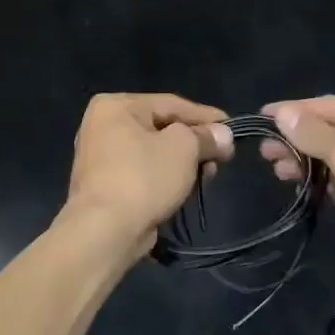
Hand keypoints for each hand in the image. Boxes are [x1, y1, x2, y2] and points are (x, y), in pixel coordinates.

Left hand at [65, 94, 233, 262]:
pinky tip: (187, 189)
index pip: (171, 103)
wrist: (105, 231)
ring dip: (184, 163)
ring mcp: (101, 158)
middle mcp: (102, 126)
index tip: (232, 127)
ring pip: (154, 153)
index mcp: (115, 106)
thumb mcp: (184, 148)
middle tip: (223, 157)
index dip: (206, 116)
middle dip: (196, 143)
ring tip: (209, 176)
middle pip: (162, 128)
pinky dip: (166, 178)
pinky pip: (144, 173)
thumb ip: (206, 137)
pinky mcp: (105, 186)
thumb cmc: (143, 177)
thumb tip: (223, 136)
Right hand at [261, 95, 334, 276]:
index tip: (260, 118)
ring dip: (312, 164)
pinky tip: (309, 191)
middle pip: (333, 130)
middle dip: (299, 141)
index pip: (326, 105)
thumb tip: (282, 113)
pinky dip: (332, 184)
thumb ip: (313, 133)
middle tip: (265, 154)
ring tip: (280, 173)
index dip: (292, 111)